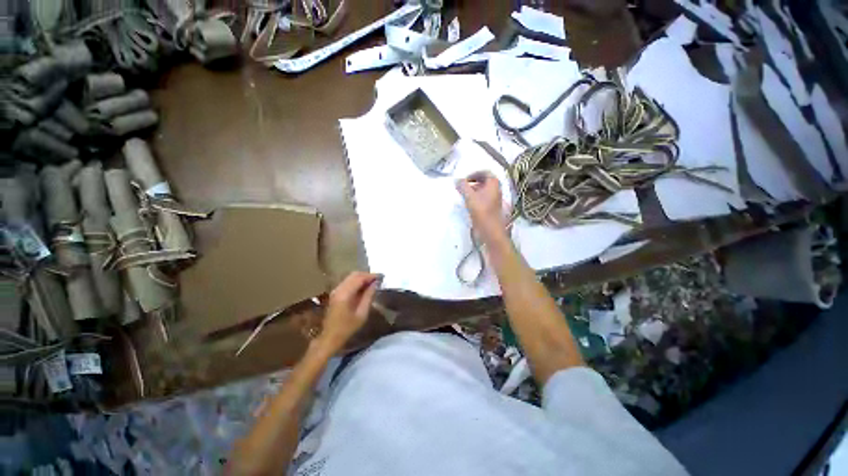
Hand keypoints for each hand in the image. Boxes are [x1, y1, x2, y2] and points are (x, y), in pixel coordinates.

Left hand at [318, 272, 380, 351]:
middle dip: (367, 275)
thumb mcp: (362, 314)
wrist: (330, 338)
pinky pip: (347, 282)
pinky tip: (364, 287)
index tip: (382, 277)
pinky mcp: (335, 293)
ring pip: (350, 277)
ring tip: (373, 283)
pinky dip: (357, 281)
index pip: (359, 278)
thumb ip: (369, 296)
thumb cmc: (347, 328)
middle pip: (354, 275)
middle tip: (378, 279)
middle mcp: (339, 289)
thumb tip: (375, 284)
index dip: (371, 276)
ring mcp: (335, 290)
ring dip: (362, 278)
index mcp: (345, 294)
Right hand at [456, 172, 506, 241]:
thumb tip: (457, 180)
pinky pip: (483, 198)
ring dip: (473, 190)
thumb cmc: (481, 211)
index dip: (474, 174)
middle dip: (473, 182)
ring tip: (464, 195)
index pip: (485, 172)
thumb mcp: (470, 197)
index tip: (464, 179)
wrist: (490, 230)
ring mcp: (495, 199)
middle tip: (463, 186)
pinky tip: (469, 204)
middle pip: (484, 181)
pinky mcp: (491, 208)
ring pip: (484, 190)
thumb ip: (463, 187)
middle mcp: (496, 189)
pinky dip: (476, 197)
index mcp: (493, 183)